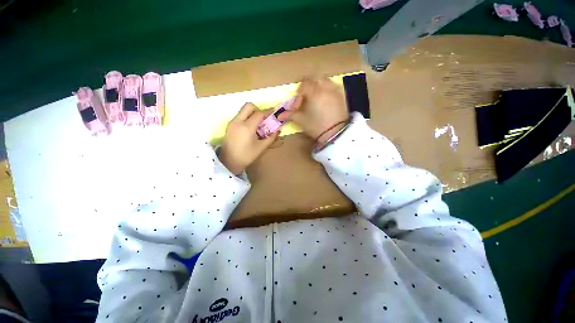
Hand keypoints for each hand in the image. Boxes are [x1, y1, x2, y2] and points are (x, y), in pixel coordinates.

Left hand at [219, 103, 278, 174]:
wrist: (229, 162)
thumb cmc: (246, 156)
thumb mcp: (261, 147)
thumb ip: (271, 137)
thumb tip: (278, 130)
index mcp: (246, 127)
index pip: (258, 114)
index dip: (267, 112)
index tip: (274, 112)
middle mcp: (238, 121)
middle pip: (248, 106)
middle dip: (258, 109)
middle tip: (263, 118)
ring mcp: (232, 123)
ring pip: (243, 110)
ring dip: (252, 113)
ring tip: (258, 124)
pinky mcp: (229, 125)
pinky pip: (239, 116)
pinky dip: (247, 118)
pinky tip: (251, 128)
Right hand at [279, 78, 348, 144]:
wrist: (335, 133)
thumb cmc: (316, 126)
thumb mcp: (301, 120)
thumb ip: (290, 115)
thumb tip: (278, 115)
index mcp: (314, 92)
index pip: (303, 86)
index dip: (298, 95)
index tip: (298, 106)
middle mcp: (325, 87)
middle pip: (314, 78)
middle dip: (308, 86)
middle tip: (306, 97)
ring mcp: (335, 90)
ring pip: (325, 79)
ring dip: (318, 84)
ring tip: (316, 97)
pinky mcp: (342, 95)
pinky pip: (334, 85)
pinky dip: (328, 88)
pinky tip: (326, 97)